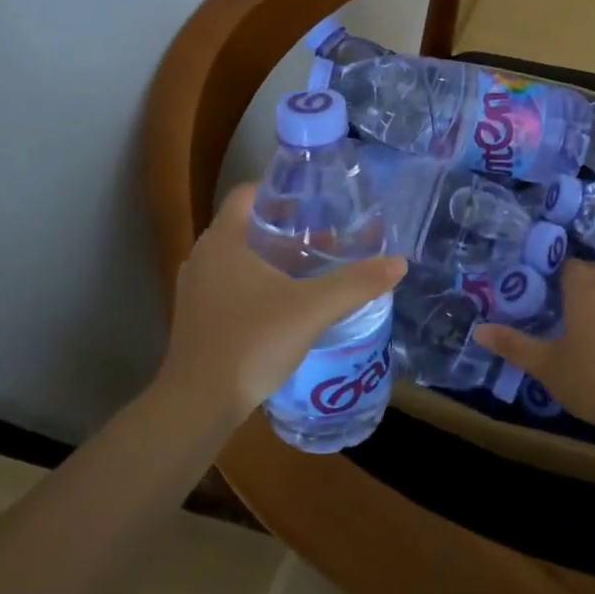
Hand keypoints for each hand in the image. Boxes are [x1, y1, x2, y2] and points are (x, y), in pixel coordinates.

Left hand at [158, 183, 405, 428]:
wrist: (198, 404)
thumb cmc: (252, 342)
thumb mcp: (312, 309)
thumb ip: (356, 284)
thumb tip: (399, 263)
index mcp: (224, 240)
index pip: (248, 193)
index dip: (280, 190)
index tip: (314, 199)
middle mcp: (204, 256)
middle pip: (247, 225)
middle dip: (285, 227)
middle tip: (325, 234)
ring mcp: (196, 288)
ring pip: (239, 257)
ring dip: (272, 257)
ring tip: (311, 267)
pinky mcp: (196, 317)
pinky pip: (230, 284)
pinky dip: (257, 283)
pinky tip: (286, 303)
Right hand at [474, 259, 594, 429]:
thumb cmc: (589, 377)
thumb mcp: (544, 363)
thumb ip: (512, 344)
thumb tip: (478, 330)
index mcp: (583, 288)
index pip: (570, 264)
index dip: (556, 271)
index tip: (544, 287)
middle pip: (594, 269)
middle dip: (579, 278)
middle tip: (561, 301)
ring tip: (584, 315)